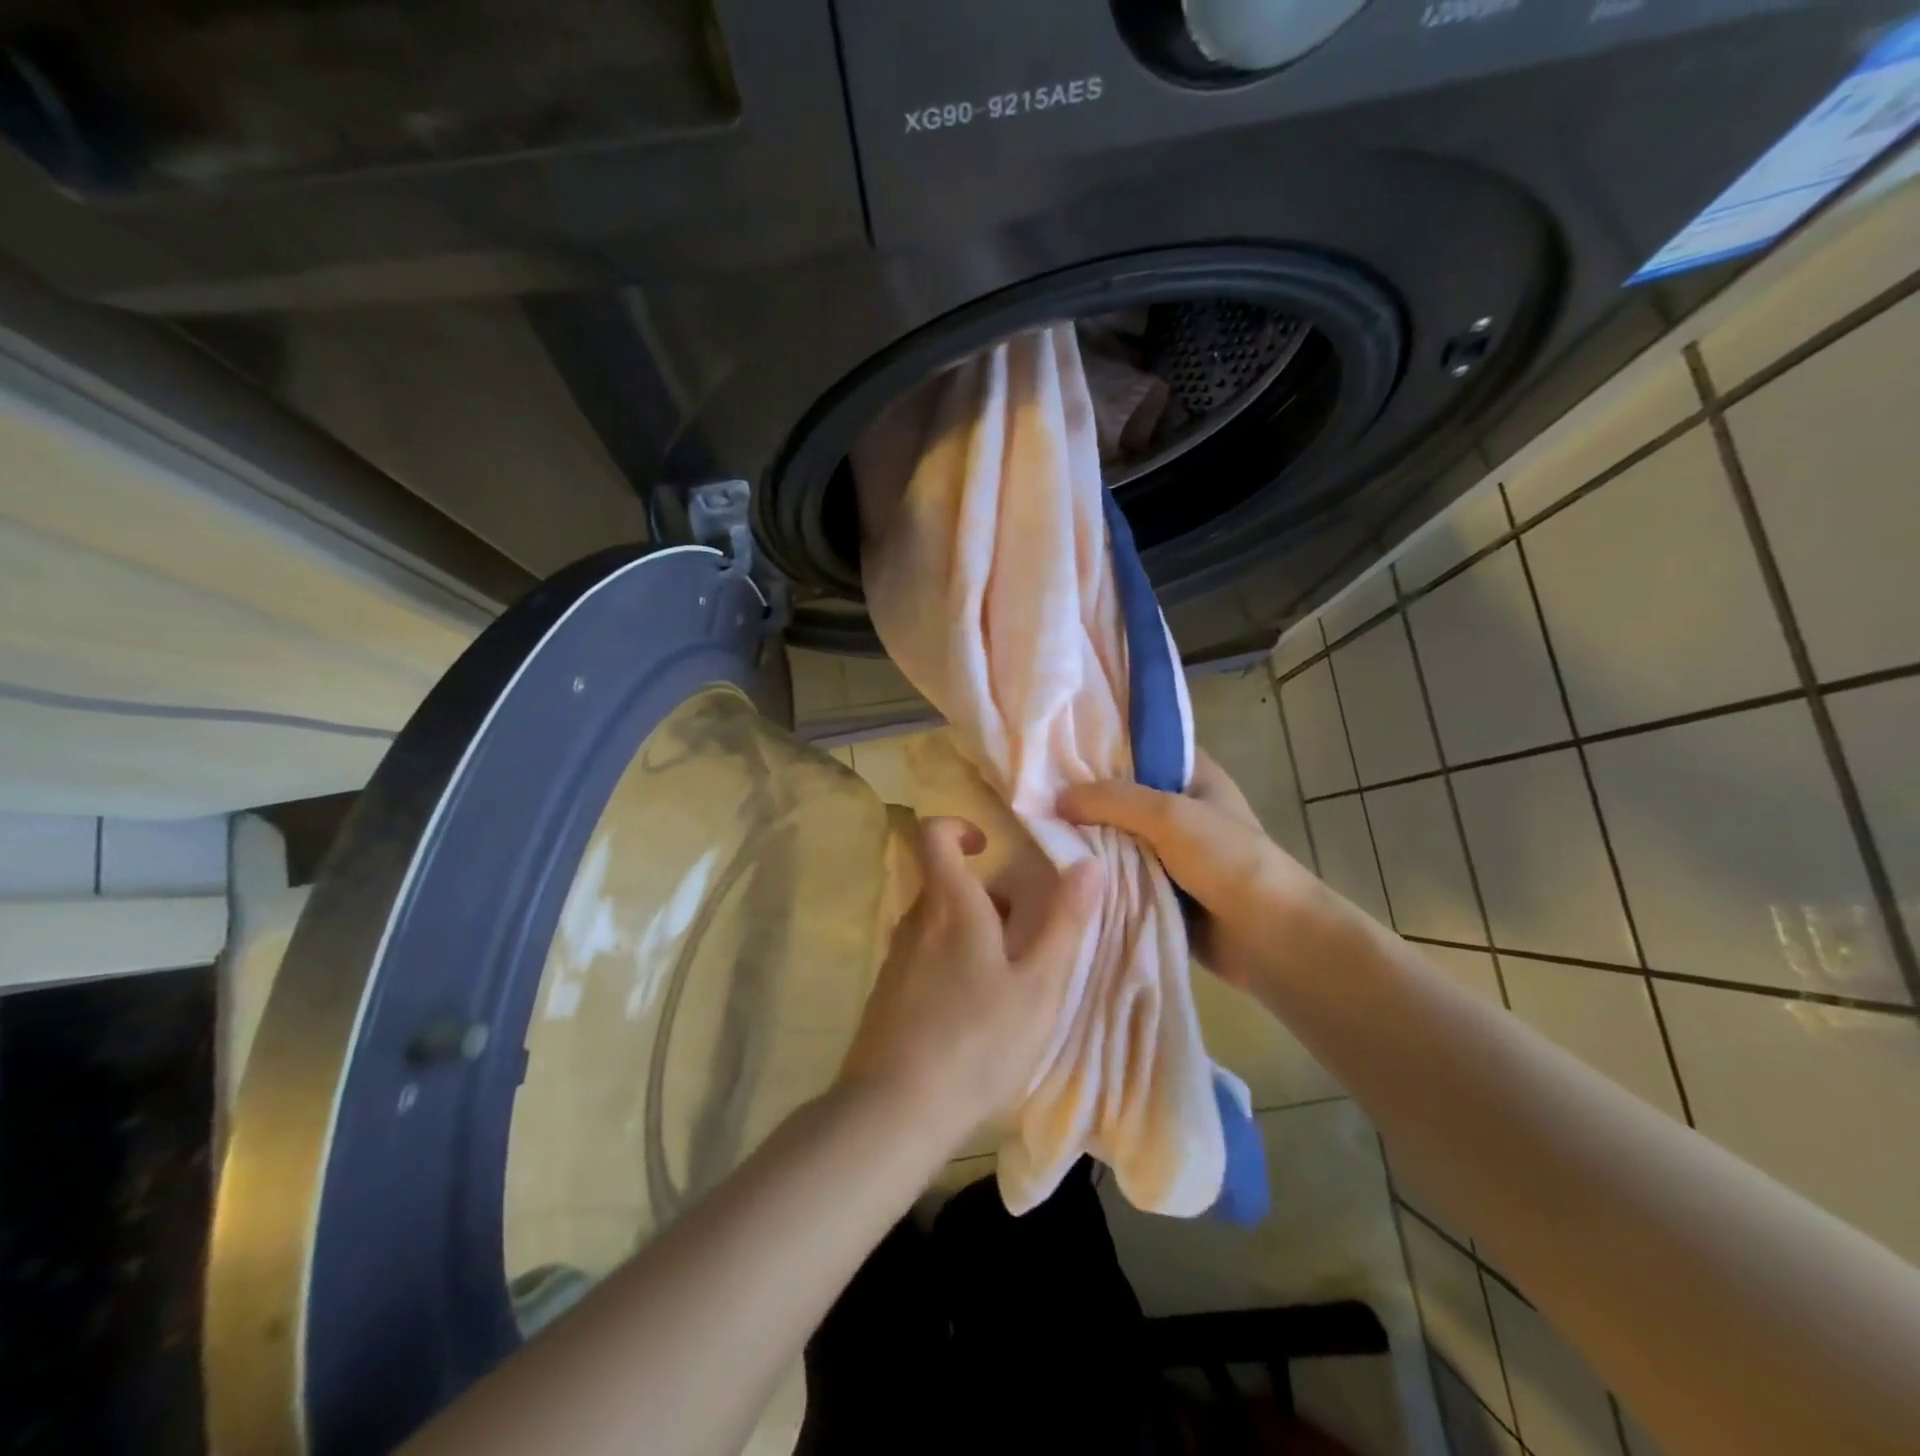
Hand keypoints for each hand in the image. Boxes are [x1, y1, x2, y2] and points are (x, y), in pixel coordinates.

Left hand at [838, 816, 1100, 1156]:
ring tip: (1008, 986)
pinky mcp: (886, 993)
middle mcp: (915, 921)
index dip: (958, 828)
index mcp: (949, 905)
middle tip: (1025, 941)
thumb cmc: (977, 1042)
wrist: (894, 1111)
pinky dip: (952, 966)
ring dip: (973, 937)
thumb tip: (1088, 864)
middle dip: (987, 900)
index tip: (989, 850)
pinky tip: (973, 1017)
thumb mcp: (1038, 985)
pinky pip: (924, 958)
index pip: (933, 834)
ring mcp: (895, 958)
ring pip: (938, 926)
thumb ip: (1065, 922)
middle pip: (946, 885)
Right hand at [1057, 750, 1323, 992]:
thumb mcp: (1169, 815)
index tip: (1054, 746)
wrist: (1270, 937)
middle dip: (1084, 796)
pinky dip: (1098, 872)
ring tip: (1035, 830)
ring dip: (1087, 838)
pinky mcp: (1161, 887)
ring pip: (1117, 835)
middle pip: (1122, 793)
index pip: (1140, 746)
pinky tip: (1060, 868)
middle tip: (1033, 793)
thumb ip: (1111, 800)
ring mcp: (1171, 850)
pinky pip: (1121, 872)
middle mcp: (1180, 807)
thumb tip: (1056, 799)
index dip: (1101, 743)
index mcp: (1193, 774)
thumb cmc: (1227, 860)